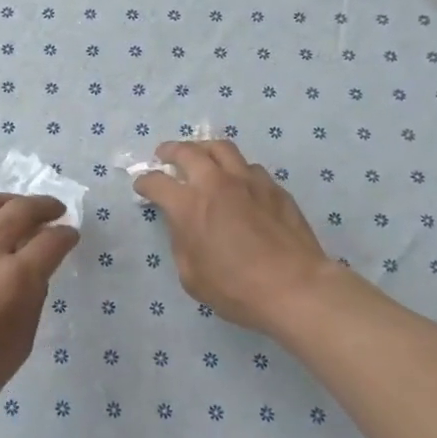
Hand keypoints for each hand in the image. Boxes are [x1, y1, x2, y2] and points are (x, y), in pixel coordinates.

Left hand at [0, 193, 78, 437]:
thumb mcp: (19, 344)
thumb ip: (31, 301)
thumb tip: (32, 275)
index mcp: (14, 278)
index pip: (51, 241)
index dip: (67, 235)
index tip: (72, 235)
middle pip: (19, 209)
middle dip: (44, 206)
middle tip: (56, 210)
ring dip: (10, 201)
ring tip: (20, 209)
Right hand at [135, 140, 366, 333]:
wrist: (294, 287)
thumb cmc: (236, 289)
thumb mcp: (191, 276)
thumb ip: (181, 243)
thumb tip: (183, 225)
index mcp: (189, 205)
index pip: (157, 182)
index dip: (145, 182)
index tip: (142, 186)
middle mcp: (216, 183)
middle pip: (188, 151)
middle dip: (171, 151)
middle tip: (165, 155)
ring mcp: (249, 181)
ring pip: (223, 149)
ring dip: (205, 150)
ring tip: (202, 157)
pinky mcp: (275, 188)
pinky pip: (250, 168)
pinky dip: (236, 170)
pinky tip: (238, 184)